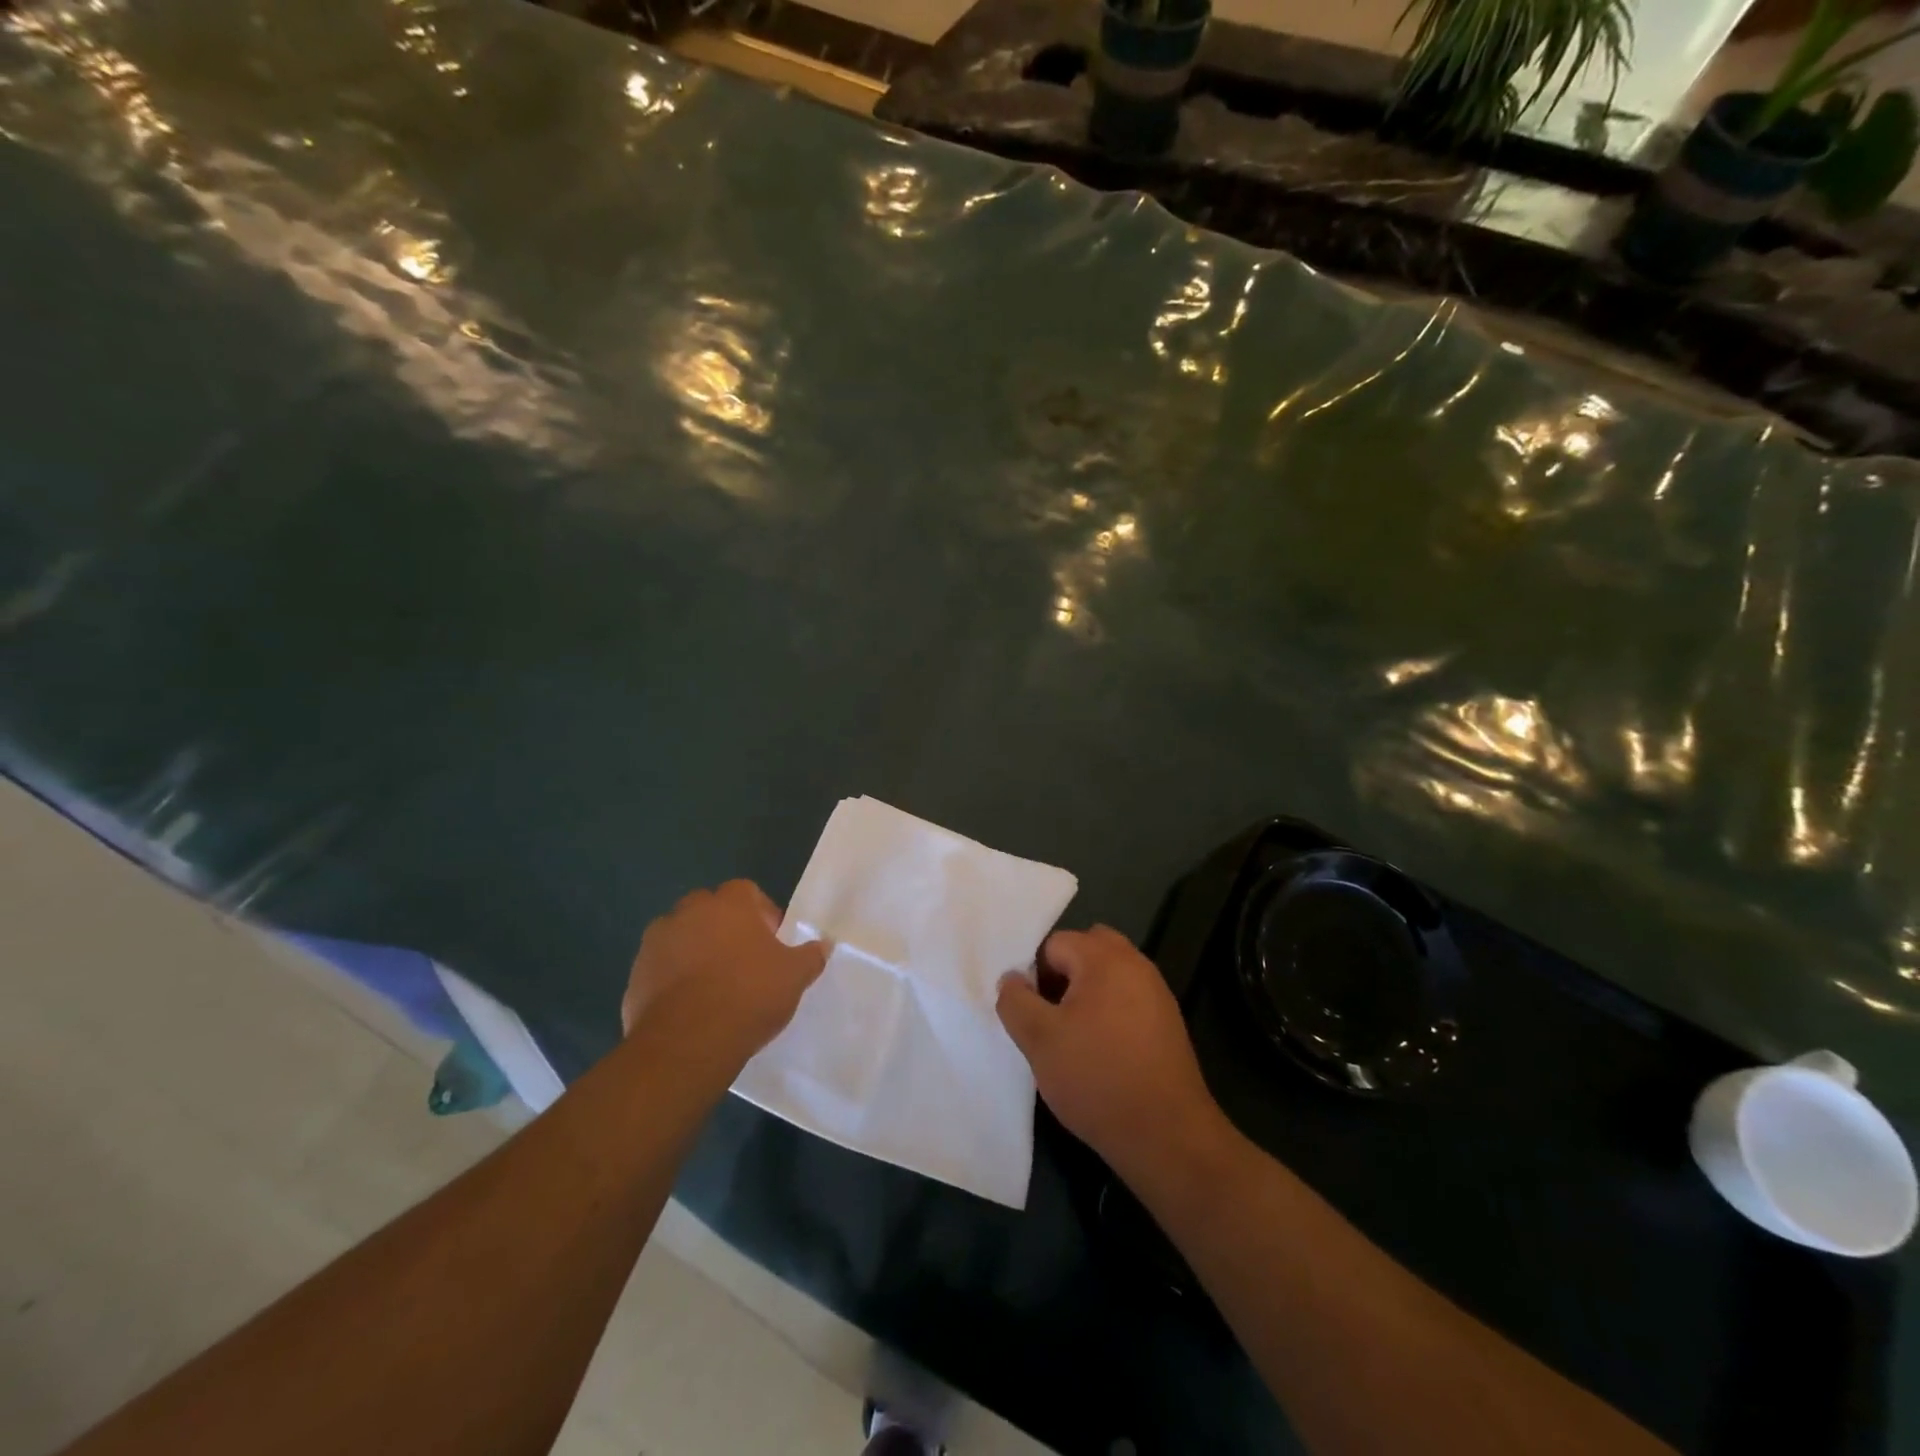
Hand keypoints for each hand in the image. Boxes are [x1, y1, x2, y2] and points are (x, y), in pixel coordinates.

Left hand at [622, 880, 827, 1062]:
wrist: (687, 1043)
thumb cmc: (748, 996)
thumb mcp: (794, 977)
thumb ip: (811, 956)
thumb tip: (824, 944)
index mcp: (729, 904)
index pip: (746, 891)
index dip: (761, 913)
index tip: (770, 942)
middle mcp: (688, 912)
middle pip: (709, 909)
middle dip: (724, 928)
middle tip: (742, 960)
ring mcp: (656, 943)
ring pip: (681, 937)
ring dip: (694, 951)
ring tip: (713, 985)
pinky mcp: (635, 975)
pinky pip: (660, 968)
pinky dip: (672, 979)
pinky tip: (690, 1007)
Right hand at [996, 926, 1226, 1179]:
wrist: (1166, 1134)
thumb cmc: (1096, 1077)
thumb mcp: (1039, 1040)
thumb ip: (1015, 1001)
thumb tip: (1012, 979)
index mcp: (1104, 957)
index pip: (1054, 944)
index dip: (1036, 976)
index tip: (1034, 1015)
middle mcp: (1135, 964)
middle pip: (1087, 950)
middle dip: (1064, 976)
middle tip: (1052, 1019)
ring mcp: (1157, 993)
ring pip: (1109, 976)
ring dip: (1087, 995)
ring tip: (1075, 1040)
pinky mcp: (1168, 1023)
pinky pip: (1128, 1000)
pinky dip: (1110, 1014)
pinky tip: (1103, 1054)